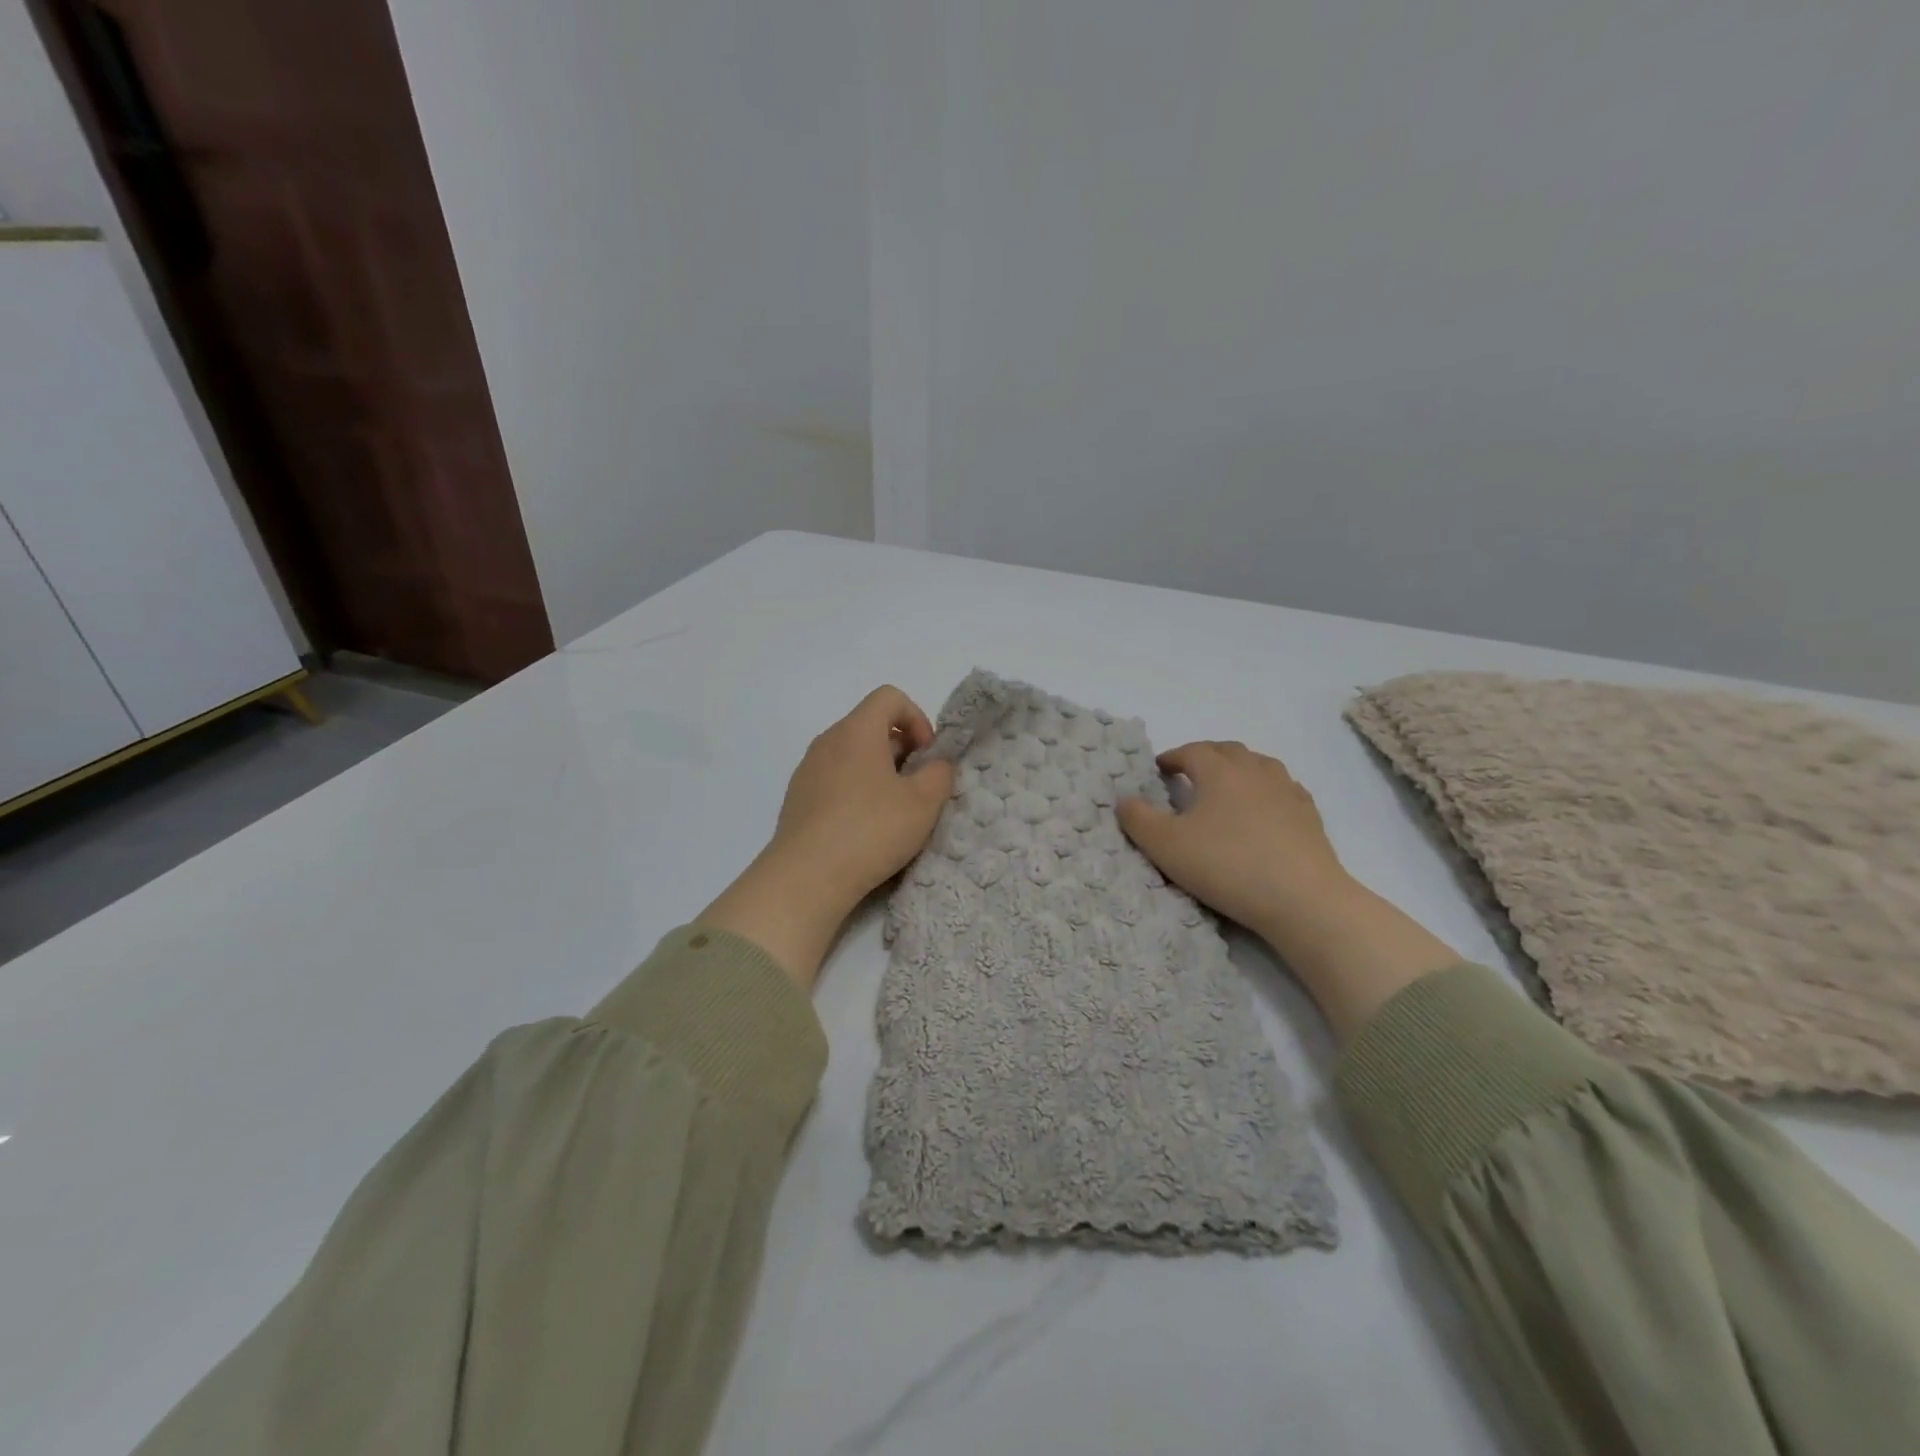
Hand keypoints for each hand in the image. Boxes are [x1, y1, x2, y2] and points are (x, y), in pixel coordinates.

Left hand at [700, 687, 955, 987]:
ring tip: (893, 813)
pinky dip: (855, 792)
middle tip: (917, 788)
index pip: (889, 697)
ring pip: (852, 756)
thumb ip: (940, 773)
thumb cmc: (871, 830)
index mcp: (857, 731)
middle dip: (901, 750)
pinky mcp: (798, 799)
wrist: (806, 877)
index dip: (917, 718)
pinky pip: (834, 780)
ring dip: (879, 774)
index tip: (926, 756)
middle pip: (870, 726)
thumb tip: (936, 764)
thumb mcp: (924, 803)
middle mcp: (827, 741)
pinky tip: (864, 830)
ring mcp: (807, 770)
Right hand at [1116, 741, 1348, 941]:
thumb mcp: (1166, 846)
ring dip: (1239, 769)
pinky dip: (1267, 791)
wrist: (1301, 898)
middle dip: (1205, 757)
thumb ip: (1139, 819)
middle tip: (1189, 774)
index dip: (1172, 757)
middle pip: (1227, 751)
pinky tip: (1264, 809)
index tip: (1159, 769)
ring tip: (1227, 787)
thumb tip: (1124, 799)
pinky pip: (1284, 789)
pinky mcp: (1309, 815)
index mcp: (1218, 771)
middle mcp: (1254, 771)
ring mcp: (1287, 791)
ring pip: (1259, 765)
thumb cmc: (1226, 865)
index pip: (1191, 752)